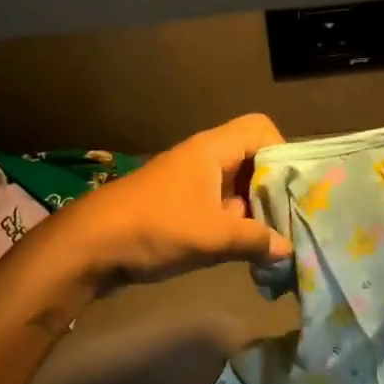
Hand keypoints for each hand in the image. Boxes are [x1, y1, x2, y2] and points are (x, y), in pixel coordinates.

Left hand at [46, 114, 293, 289]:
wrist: (90, 245)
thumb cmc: (154, 228)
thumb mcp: (211, 236)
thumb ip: (254, 240)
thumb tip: (287, 249)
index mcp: (212, 150)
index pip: (260, 130)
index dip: (282, 153)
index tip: (294, 189)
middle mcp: (204, 158)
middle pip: (252, 160)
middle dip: (273, 189)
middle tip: (292, 222)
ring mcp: (190, 182)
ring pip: (236, 187)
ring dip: (255, 211)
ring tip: (275, 243)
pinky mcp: (179, 206)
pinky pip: (219, 206)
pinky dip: (234, 224)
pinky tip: (247, 254)